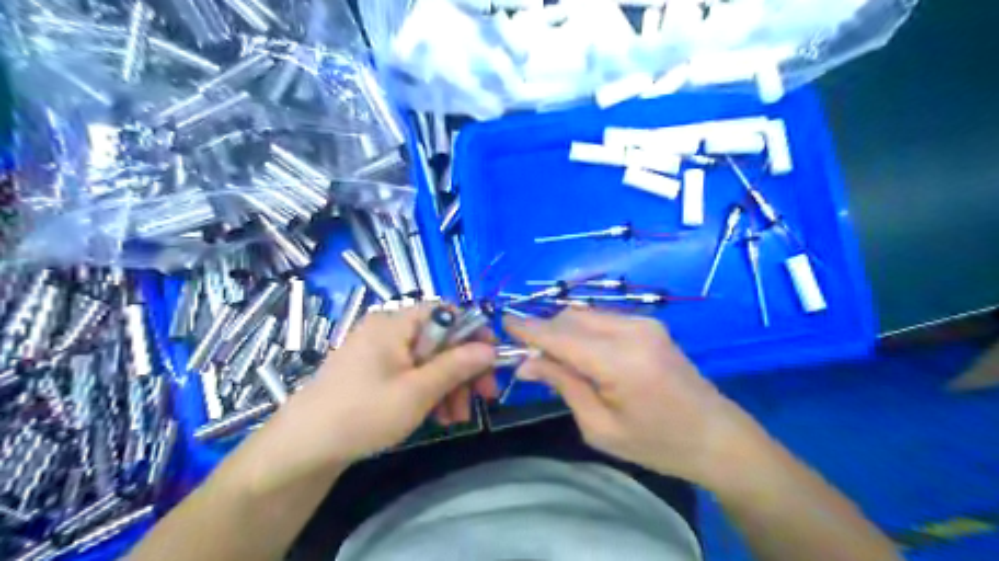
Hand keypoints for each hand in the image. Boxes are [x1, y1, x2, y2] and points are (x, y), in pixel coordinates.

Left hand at [277, 306, 494, 463]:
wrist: (303, 448)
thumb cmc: (363, 413)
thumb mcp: (418, 391)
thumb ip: (457, 366)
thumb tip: (491, 348)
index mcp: (395, 322)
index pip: (446, 312)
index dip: (474, 333)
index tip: (491, 361)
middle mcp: (387, 329)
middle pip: (440, 338)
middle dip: (463, 369)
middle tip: (483, 398)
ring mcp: (379, 351)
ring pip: (428, 359)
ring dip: (449, 385)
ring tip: (456, 418)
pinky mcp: (373, 371)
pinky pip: (411, 372)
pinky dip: (428, 391)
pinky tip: (438, 416)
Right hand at [509, 309, 749, 483]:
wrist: (717, 436)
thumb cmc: (657, 443)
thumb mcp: (600, 427)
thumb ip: (563, 385)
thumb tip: (527, 364)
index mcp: (620, 361)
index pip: (559, 335)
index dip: (527, 329)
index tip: (502, 324)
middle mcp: (631, 330)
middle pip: (570, 318)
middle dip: (544, 332)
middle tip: (529, 360)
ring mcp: (643, 323)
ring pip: (585, 315)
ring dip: (562, 331)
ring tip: (554, 360)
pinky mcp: (649, 324)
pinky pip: (602, 319)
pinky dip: (582, 331)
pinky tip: (581, 354)